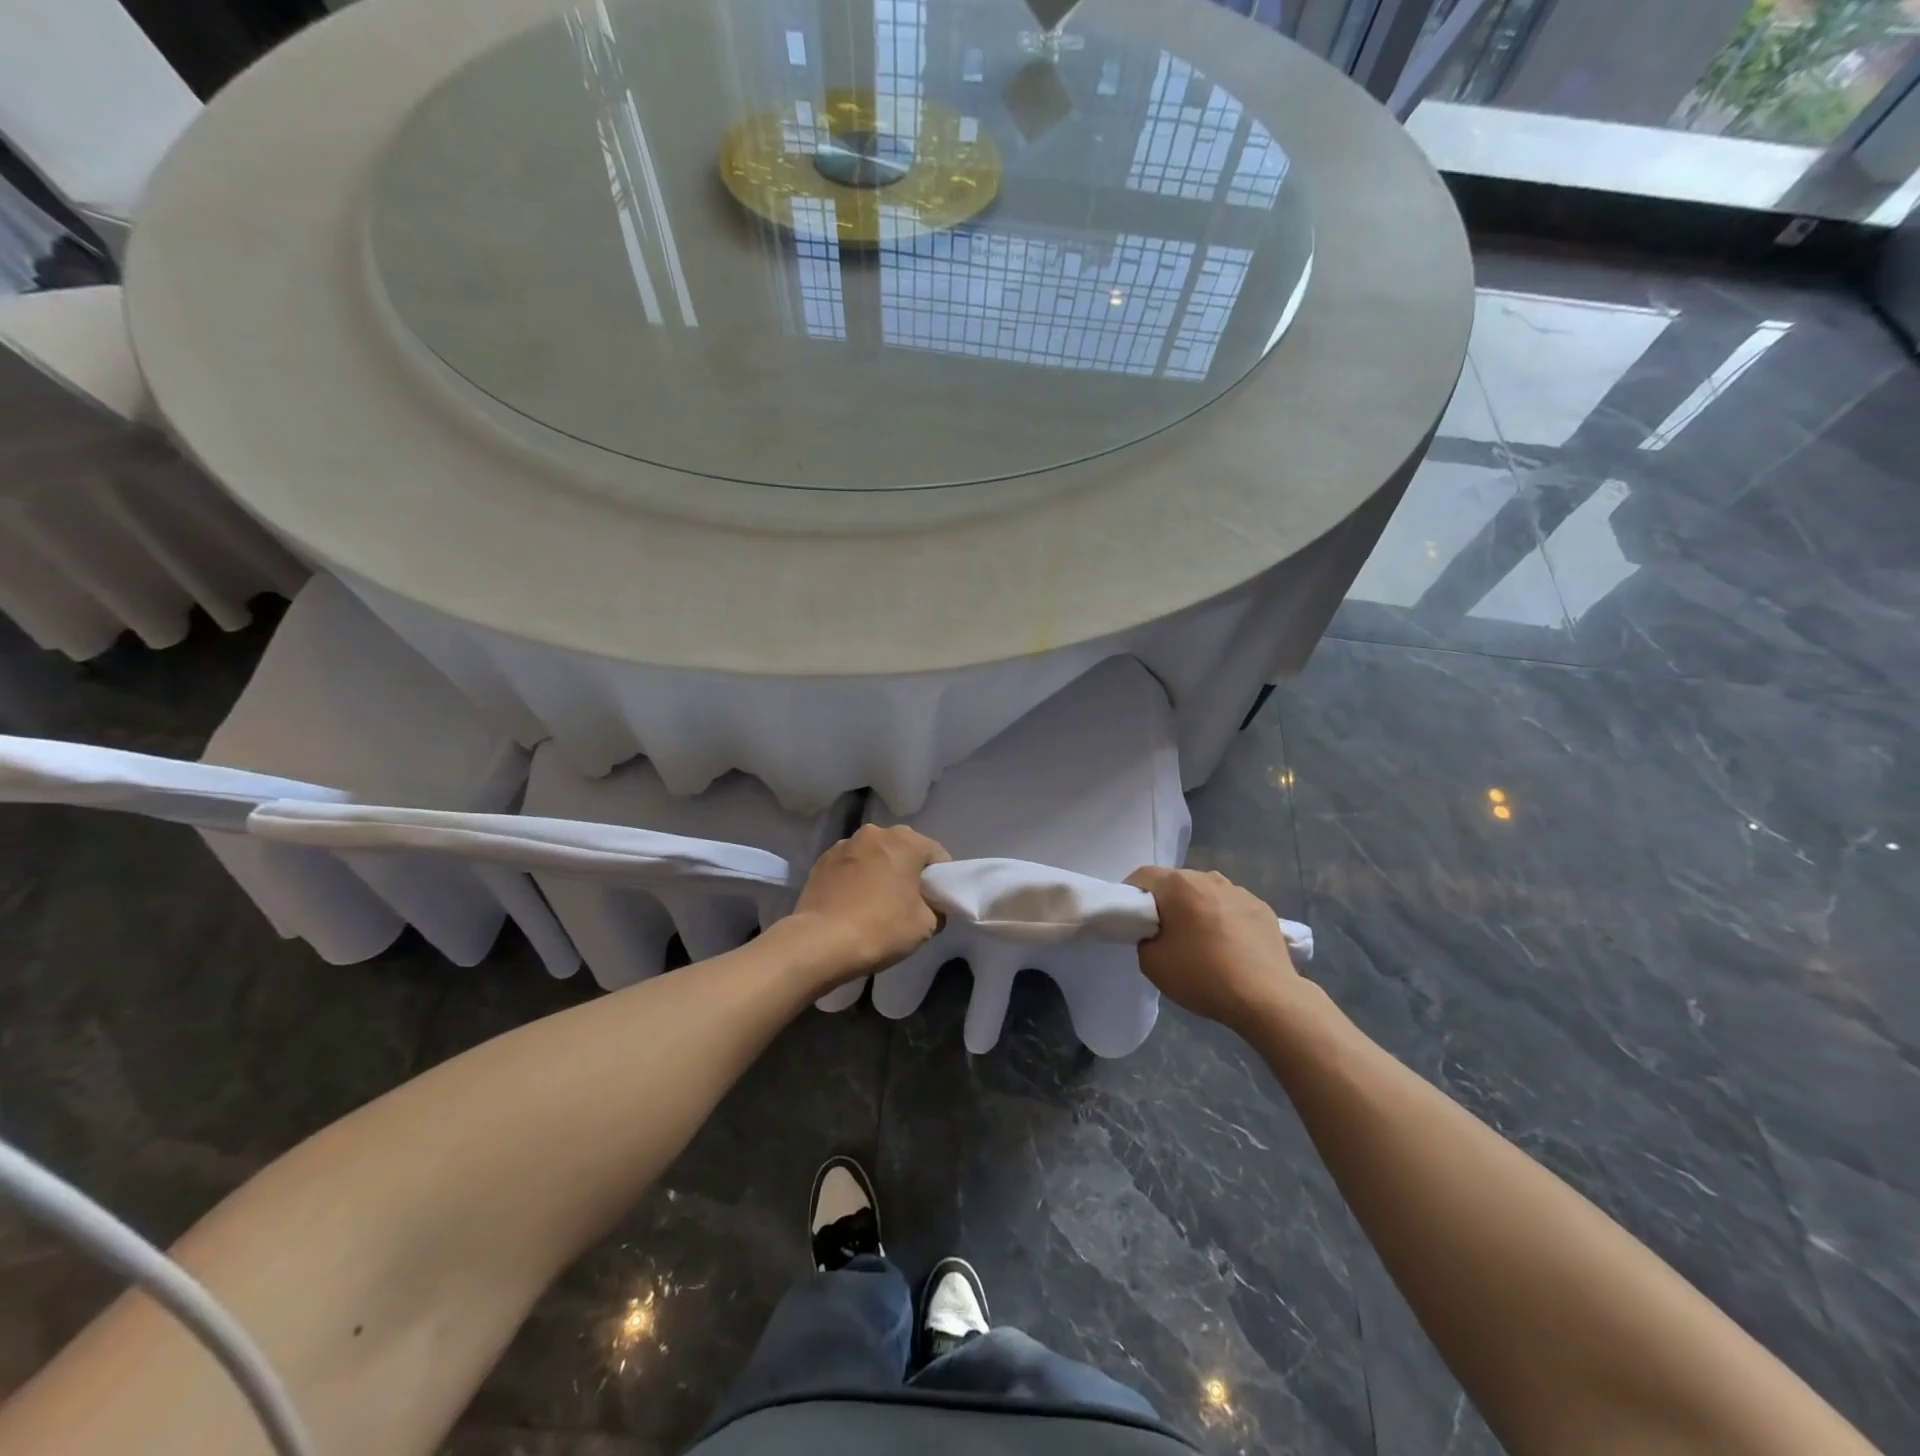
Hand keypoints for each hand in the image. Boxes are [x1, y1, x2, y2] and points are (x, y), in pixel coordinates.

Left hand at [788, 825, 949, 981]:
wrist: (820, 943)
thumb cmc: (881, 928)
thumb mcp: (926, 925)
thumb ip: (936, 908)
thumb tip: (930, 905)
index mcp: (906, 841)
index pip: (937, 856)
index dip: (942, 880)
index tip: (936, 903)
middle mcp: (875, 833)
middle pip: (904, 851)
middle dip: (908, 872)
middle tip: (907, 903)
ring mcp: (844, 844)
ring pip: (874, 856)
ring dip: (879, 872)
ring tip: (875, 904)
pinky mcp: (821, 861)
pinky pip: (850, 867)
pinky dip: (855, 879)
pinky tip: (852, 904)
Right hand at [1126, 867, 1303, 1033]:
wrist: (1267, 998)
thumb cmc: (1203, 976)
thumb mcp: (1151, 963)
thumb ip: (1144, 937)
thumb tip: (1156, 931)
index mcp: (1178, 884)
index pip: (1142, 876)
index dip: (1130, 895)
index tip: (1131, 920)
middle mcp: (1209, 878)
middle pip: (1176, 882)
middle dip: (1166, 901)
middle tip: (1163, 932)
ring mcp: (1240, 891)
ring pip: (1206, 893)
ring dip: (1197, 908)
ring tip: (1200, 941)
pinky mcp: (1263, 908)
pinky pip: (1231, 907)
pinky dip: (1224, 919)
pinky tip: (1229, 947)